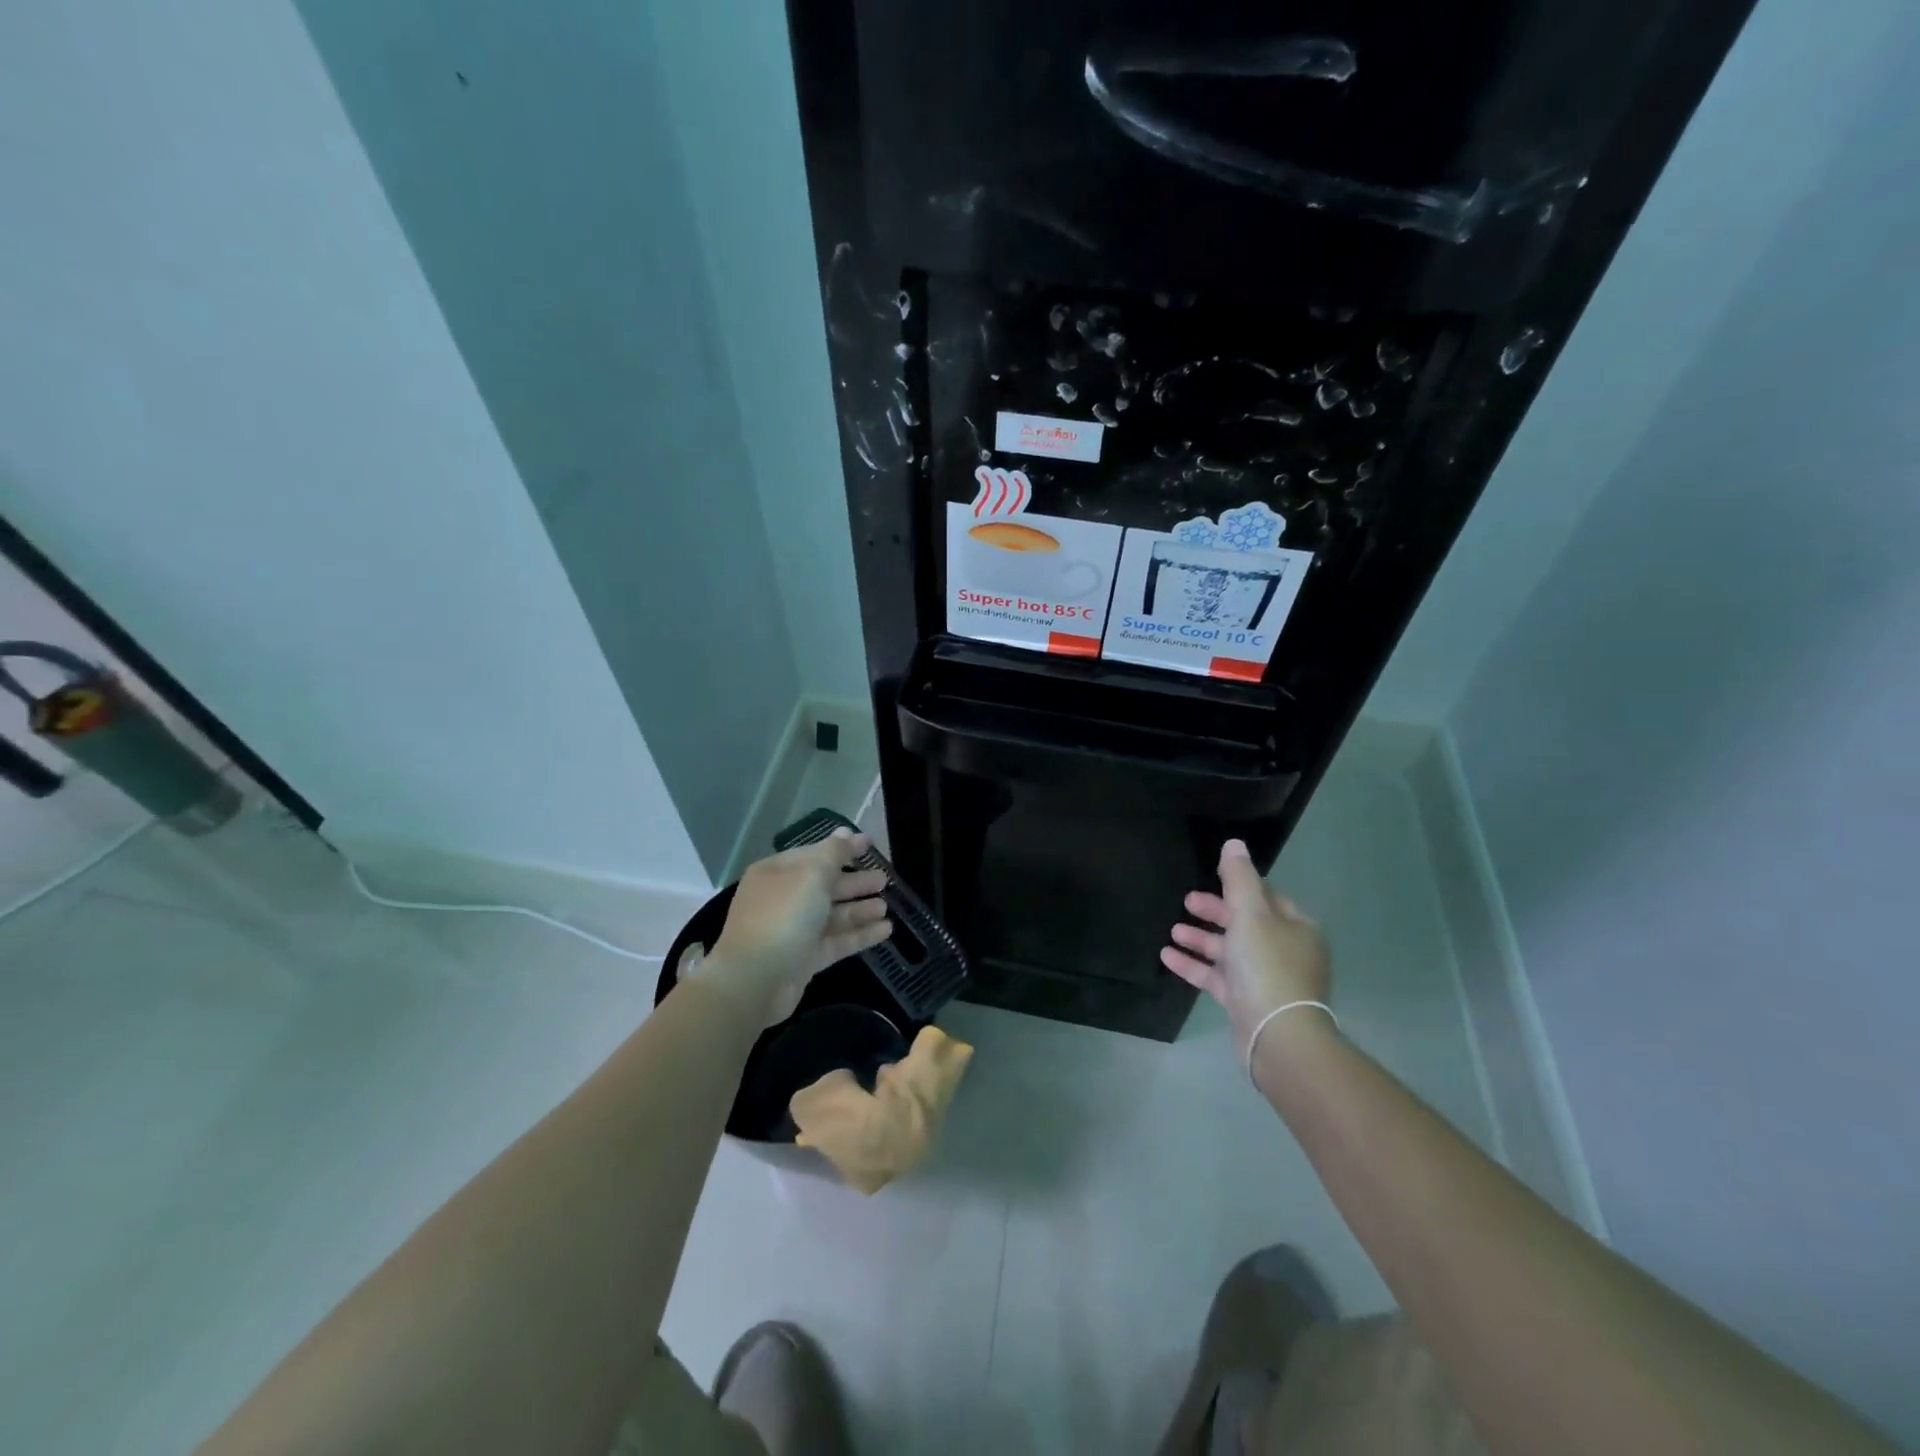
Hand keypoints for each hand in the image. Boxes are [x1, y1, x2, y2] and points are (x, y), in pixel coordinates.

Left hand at [707, 829, 891, 1026]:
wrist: (755, 980)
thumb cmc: (783, 916)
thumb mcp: (812, 875)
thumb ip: (834, 853)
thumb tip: (846, 833)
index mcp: (778, 872)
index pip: (815, 854)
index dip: (844, 848)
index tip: (871, 844)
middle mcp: (784, 898)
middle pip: (825, 885)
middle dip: (855, 881)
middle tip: (884, 878)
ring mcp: (794, 930)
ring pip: (833, 915)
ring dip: (859, 909)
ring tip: (886, 906)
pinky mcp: (805, 959)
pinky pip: (837, 941)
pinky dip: (860, 934)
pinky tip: (886, 930)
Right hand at [1162, 839, 1330, 1059]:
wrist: (1278, 1036)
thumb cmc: (1267, 966)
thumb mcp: (1250, 914)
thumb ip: (1238, 878)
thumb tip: (1234, 844)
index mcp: (1295, 927)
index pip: (1266, 897)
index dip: (1238, 886)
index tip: (1210, 879)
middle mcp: (1285, 950)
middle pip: (1245, 922)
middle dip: (1214, 912)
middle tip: (1187, 902)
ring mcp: (1266, 978)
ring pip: (1229, 950)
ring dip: (1200, 939)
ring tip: (1172, 930)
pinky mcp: (1247, 1002)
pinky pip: (1218, 977)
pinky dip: (1195, 965)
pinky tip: (1167, 956)